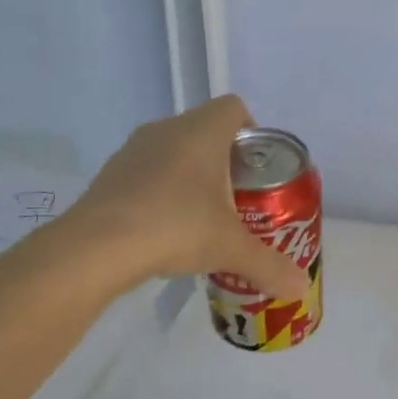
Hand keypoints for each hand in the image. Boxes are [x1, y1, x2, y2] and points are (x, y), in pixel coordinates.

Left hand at [66, 95, 310, 297]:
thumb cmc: (175, 229)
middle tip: (239, 201)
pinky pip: (148, 173)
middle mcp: (166, 130)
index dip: (253, 134)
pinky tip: (166, 229)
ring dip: (192, 177)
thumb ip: (269, 266)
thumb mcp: (231, 249)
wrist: (97, 247)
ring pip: (174, 151)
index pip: (235, 109)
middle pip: (206, 131)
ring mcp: (133, 150)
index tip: (259, 171)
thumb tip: (301, 289)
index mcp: (201, 133)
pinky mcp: (111, 175)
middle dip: (226, 163)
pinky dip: (162, 192)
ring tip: (203, 218)